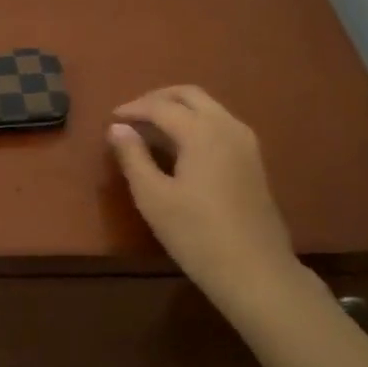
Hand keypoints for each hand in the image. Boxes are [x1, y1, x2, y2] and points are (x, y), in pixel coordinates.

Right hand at [108, 86, 321, 329]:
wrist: (255, 271)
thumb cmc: (196, 235)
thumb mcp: (153, 197)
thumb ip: (133, 157)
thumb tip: (117, 128)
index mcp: (202, 131)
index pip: (161, 106)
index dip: (133, 109)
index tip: (112, 118)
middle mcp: (227, 126)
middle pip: (189, 95)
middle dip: (158, 99)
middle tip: (132, 115)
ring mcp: (245, 142)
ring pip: (208, 107)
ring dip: (178, 109)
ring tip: (151, 129)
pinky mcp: (253, 159)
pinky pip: (220, 123)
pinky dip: (195, 122)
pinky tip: (180, 146)